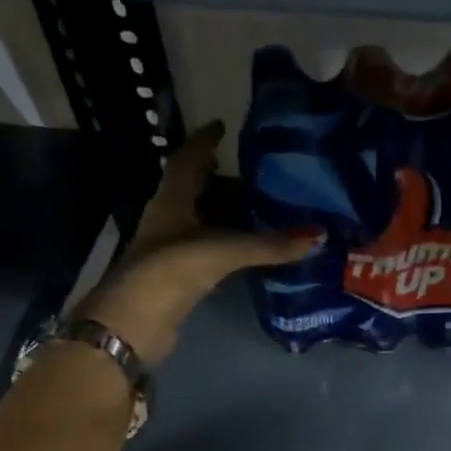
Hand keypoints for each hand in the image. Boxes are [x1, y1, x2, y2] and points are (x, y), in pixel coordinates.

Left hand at [78, 122, 316, 364]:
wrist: (134, 324)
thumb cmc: (170, 272)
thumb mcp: (222, 251)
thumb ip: (268, 245)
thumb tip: (317, 236)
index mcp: (170, 200)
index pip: (187, 160)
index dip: (204, 142)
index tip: (222, 126)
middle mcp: (167, 220)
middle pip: (193, 189)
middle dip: (218, 177)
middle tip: (252, 170)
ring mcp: (169, 251)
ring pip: (200, 222)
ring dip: (223, 213)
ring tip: (258, 206)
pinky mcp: (177, 279)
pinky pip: (206, 252)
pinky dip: (225, 246)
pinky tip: (244, 250)